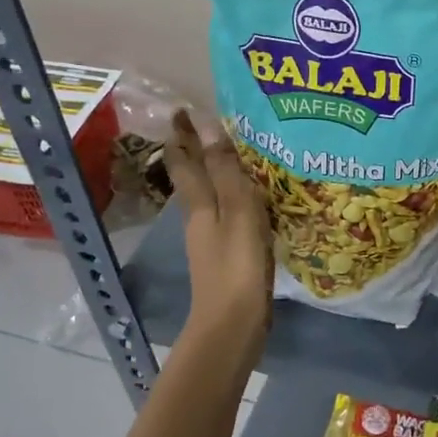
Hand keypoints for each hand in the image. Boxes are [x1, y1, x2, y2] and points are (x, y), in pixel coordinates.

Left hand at [167, 110, 272, 362]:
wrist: (234, 327)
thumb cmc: (236, 265)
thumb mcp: (236, 210)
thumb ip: (224, 168)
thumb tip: (205, 122)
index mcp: (199, 205)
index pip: (184, 161)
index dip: (182, 136)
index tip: (182, 109)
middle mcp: (201, 218)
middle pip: (193, 177)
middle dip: (194, 150)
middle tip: (208, 123)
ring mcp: (213, 239)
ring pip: (211, 194)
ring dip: (216, 171)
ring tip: (237, 152)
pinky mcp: (230, 255)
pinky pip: (230, 213)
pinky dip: (236, 196)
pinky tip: (255, 197)